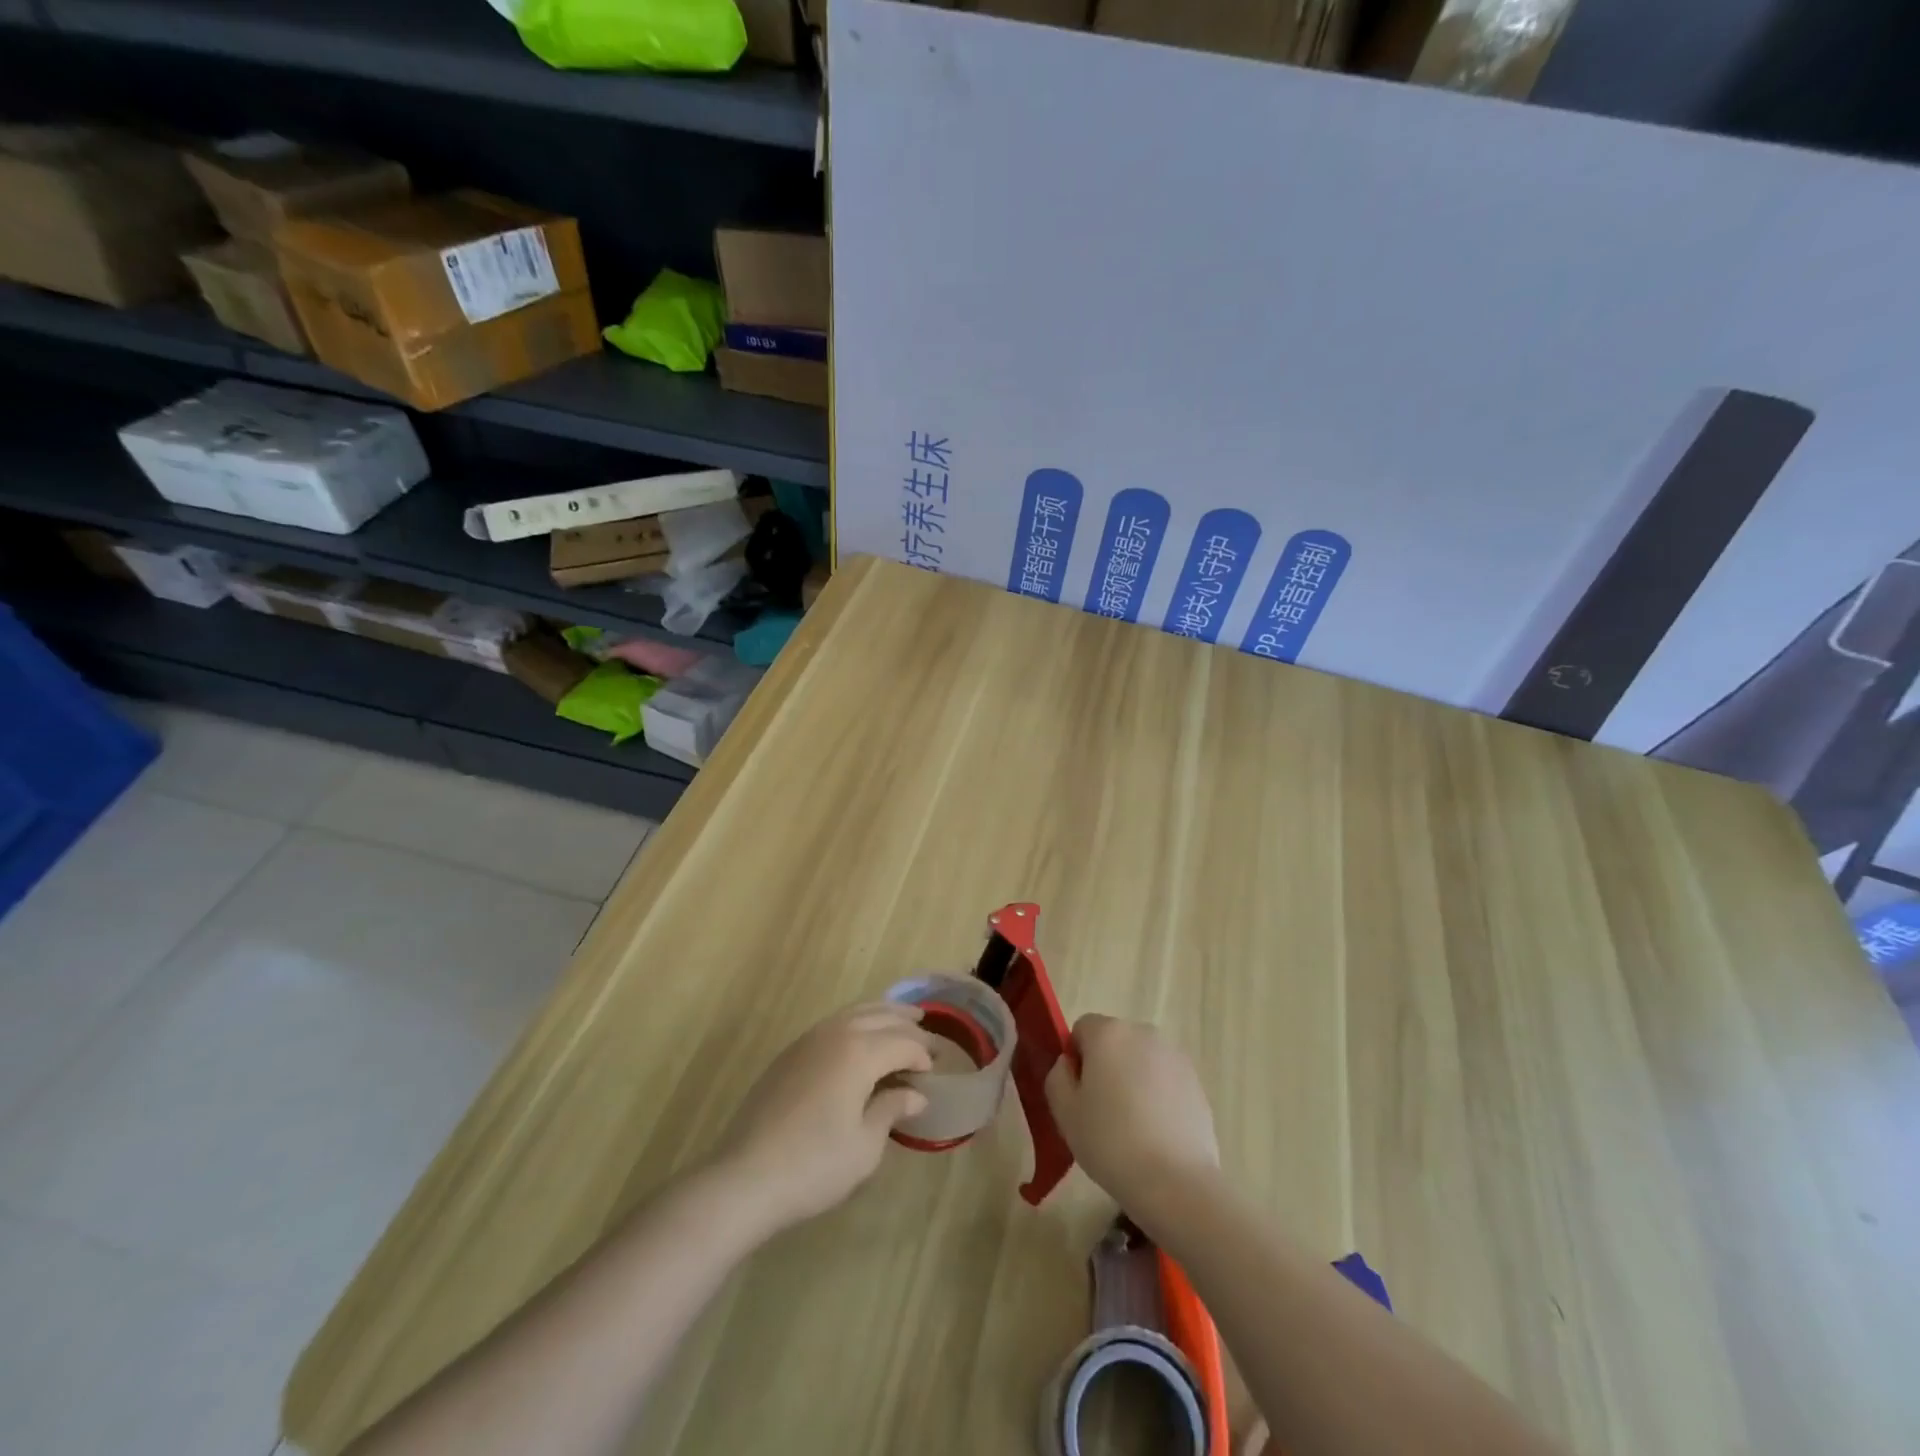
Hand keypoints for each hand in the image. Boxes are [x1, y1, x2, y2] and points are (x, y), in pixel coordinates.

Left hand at [714, 1002, 935, 1233]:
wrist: (745, 1177)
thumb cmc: (814, 1165)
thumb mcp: (865, 1146)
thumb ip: (892, 1110)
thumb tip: (915, 1094)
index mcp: (859, 1052)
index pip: (903, 1043)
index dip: (923, 1055)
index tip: (935, 1072)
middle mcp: (836, 1034)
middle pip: (880, 1017)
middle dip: (908, 1025)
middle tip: (929, 1035)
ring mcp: (808, 1040)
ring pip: (855, 1013)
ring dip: (882, 1014)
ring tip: (902, 1021)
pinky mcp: (789, 1053)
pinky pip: (834, 1024)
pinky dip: (856, 1023)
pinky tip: (861, 1039)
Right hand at [1045, 1014, 1218, 1215]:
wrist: (1176, 1182)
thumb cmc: (1110, 1142)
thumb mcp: (1064, 1112)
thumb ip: (1058, 1076)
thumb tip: (1069, 1064)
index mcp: (1108, 1032)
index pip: (1082, 1029)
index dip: (1076, 1059)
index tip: (1079, 1095)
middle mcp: (1143, 1032)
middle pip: (1114, 1041)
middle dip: (1105, 1066)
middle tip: (1102, 1111)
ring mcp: (1174, 1056)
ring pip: (1140, 1060)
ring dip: (1132, 1079)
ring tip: (1132, 1126)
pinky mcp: (1196, 1081)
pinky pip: (1165, 1079)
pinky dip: (1158, 1095)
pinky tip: (1157, 1133)